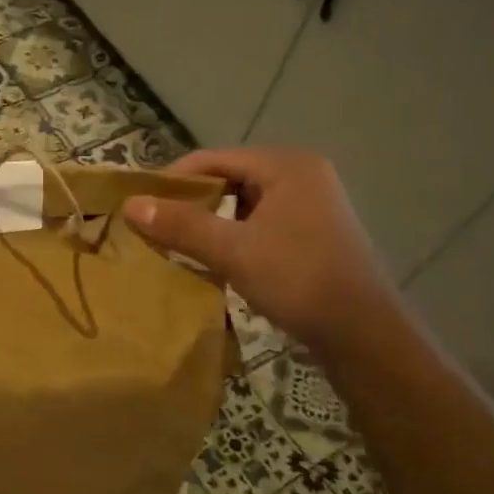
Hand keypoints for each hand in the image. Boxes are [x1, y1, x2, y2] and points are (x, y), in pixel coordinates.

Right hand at [124, 148, 394, 350]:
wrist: (362, 334)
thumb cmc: (297, 280)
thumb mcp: (232, 251)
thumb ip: (181, 225)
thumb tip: (131, 205)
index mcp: (287, 166)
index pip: (214, 159)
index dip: (174, 179)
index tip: (142, 205)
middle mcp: (302, 175)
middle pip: (230, 178)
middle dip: (192, 201)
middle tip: (157, 226)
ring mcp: (312, 205)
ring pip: (245, 203)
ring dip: (212, 221)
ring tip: (180, 243)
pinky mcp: (314, 233)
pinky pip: (261, 222)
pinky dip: (235, 235)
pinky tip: (217, 258)